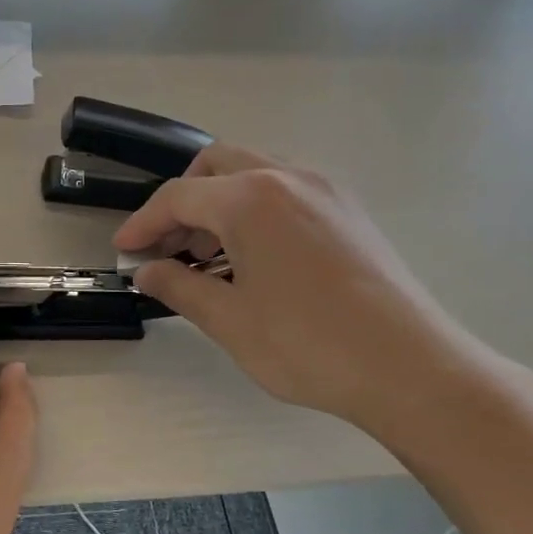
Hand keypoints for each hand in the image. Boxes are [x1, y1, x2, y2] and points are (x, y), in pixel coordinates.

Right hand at [115, 145, 492, 435]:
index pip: (179, 196)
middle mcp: (289, 178)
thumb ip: (180, 287)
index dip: (143, 222)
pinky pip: (286, 192)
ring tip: (204, 258)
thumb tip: (147, 272)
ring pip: (254, 175)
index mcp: (252, 198)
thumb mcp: (229, 320)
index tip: (123, 250)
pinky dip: (254, 211)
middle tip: (165, 247)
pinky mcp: (348, 211)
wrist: (409, 366)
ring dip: (218, 205)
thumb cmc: (308, 344)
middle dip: (181, 201)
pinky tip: (250, 259)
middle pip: (216, 166)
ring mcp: (325, 190)